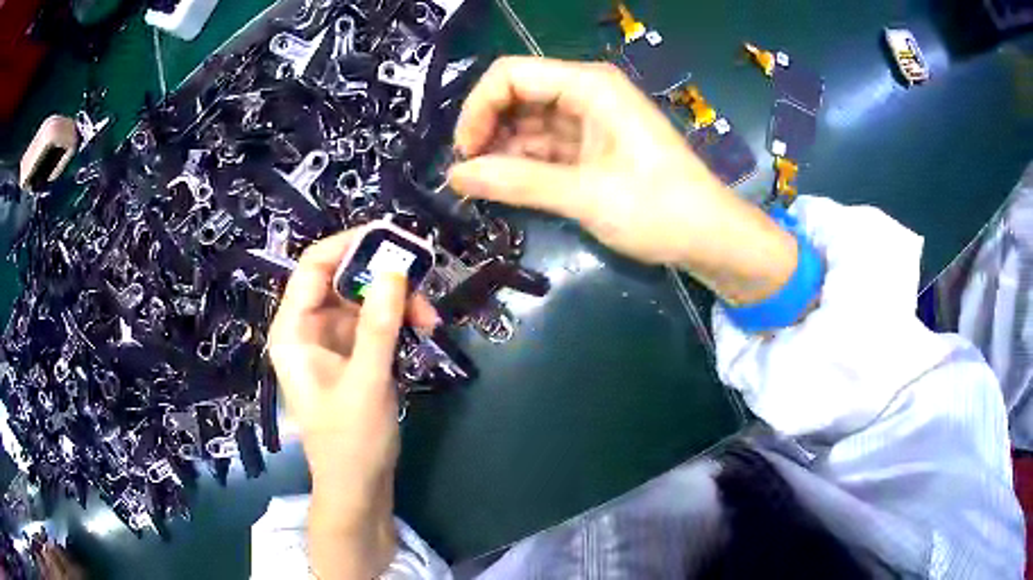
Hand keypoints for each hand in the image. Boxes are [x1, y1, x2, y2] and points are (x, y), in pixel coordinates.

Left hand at [268, 230, 436, 578]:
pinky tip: (421, 330)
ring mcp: (332, 341)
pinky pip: (375, 321)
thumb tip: (396, 270)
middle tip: (422, 284)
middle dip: (383, 279)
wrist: (359, 486)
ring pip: (364, 299)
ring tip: (430, 320)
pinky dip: (398, 320)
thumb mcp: (366, 382)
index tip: (390, 238)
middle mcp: (309, 328)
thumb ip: (378, 326)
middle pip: (343, 280)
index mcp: (294, 331)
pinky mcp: (353, 354)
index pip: (312, 268)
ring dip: (398, 301)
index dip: (347, 245)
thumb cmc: (351, 441)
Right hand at [449, 56, 797, 304]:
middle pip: (516, 95)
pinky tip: (507, 187)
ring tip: (483, 187)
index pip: (510, 75)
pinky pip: (546, 145)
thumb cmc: (659, 209)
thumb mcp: (585, 196)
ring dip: (503, 150)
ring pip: (528, 122)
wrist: (709, 236)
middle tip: (469, 175)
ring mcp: (591, 118)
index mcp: (589, 85)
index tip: (464, 153)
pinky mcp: (593, 145)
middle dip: (487, 130)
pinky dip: (524, 164)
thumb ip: (517, 182)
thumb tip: (455, 177)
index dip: (478, 108)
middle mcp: (587, 92)